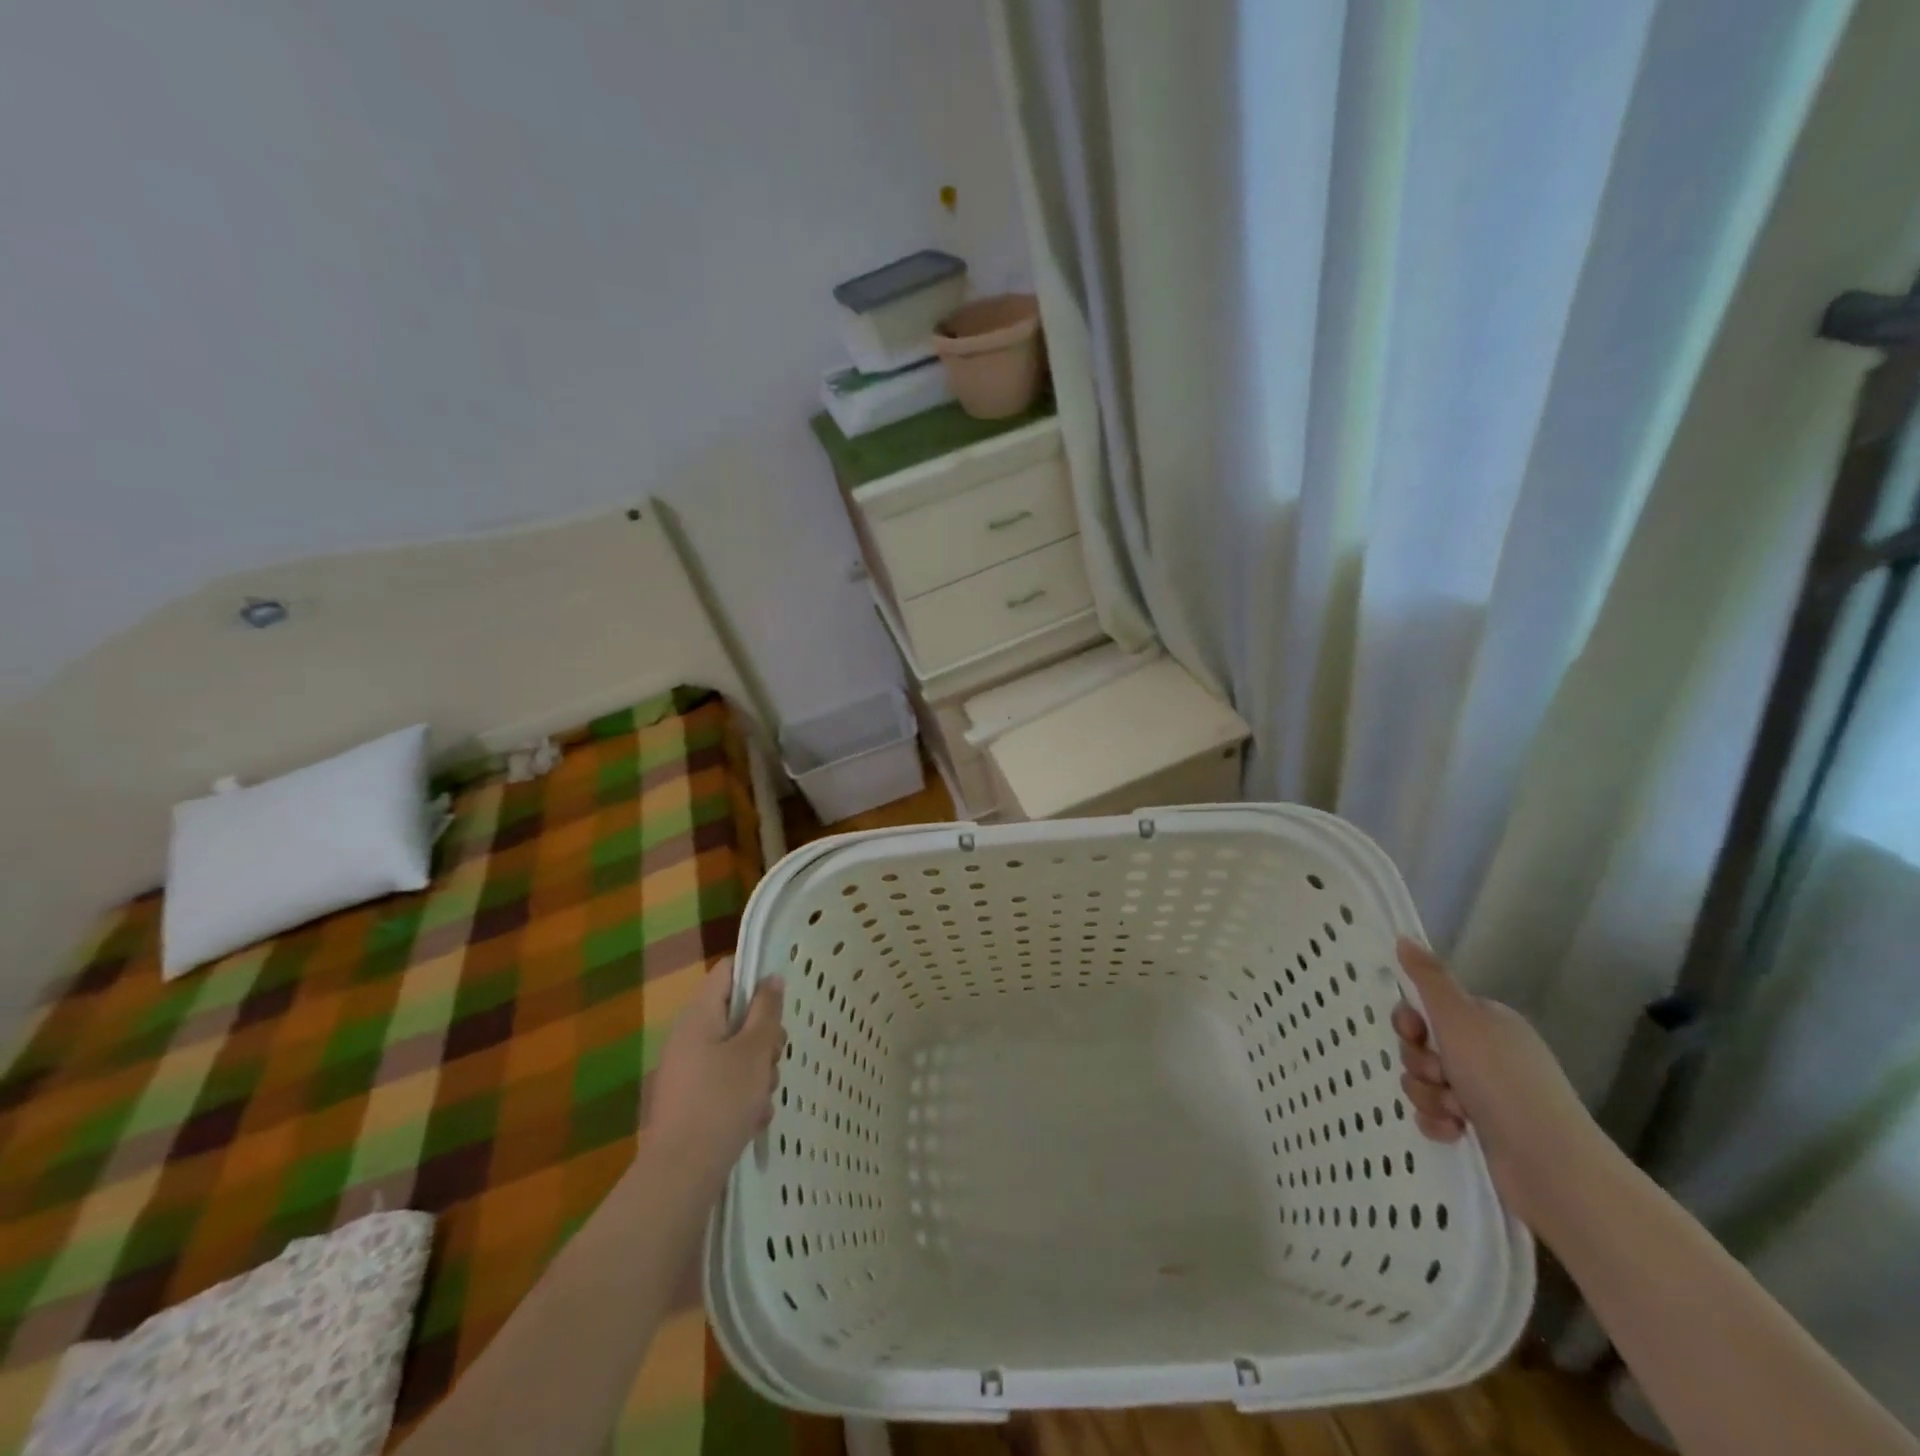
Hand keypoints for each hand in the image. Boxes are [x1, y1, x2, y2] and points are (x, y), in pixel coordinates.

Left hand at [647, 957, 784, 1184]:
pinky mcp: (691, 1101)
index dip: (756, 975)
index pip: (727, 971)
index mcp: (699, 1016)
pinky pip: (725, 1083)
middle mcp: (689, 1037)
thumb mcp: (754, 1051)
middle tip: (774, 1057)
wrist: (680, 1175)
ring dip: (758, 1070)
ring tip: (763, 1097)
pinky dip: (743, 1096)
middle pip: (737, 1015)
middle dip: (764, 1036)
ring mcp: (688, 1071)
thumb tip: (771, 978)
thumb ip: (766, 1011)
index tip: (780, 999)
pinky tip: (753, 1119)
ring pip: (736, 1052)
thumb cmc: (721, 1101)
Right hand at [1391, 937, 1601, 1229]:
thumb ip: (1429, 978)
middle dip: (1419, 1063)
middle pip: (1421, 1046)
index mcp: (1486, 1023)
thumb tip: (1405, 937)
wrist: (1551, 1166)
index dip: (1412, 1021)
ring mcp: (1485, 1094)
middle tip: (1440, 1075)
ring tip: (1454, 1111)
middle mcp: (1487, 1054)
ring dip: (1428, 1095)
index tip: (1414, 1033)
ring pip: (1424, 1081)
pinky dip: (1438, 1123)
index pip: (1429, 1009)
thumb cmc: (1502, 1081)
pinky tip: (1454, 1132)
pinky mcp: (1481, 1130)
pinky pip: (1435, 1115)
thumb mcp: (1460, 1018)